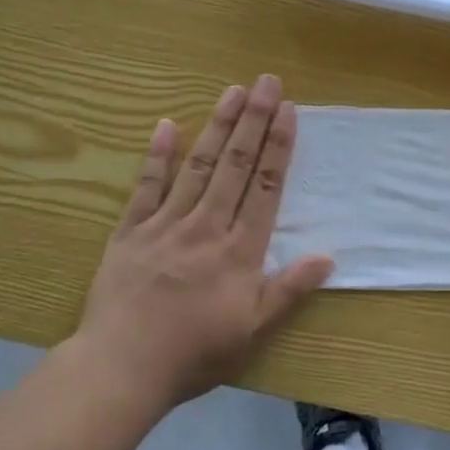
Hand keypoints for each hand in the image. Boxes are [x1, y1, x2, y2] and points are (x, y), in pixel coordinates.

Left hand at [74, 75, 332, 410]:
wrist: (122, 367)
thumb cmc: (194, 353)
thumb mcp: (252, 331)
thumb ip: (288, 290)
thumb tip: (327, 257)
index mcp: (239, 250)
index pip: (264, 187)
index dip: (277, 146)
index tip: (287, 111)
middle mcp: (206, 226)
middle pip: (235, 165)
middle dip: (253, 121)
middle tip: (266, 82)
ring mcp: (165, 224)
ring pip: (197, 166)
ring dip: (216, 126)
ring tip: (231, 91)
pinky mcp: (130, 231)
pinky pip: (146, 186)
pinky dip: (157, 155)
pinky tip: (166, 125)